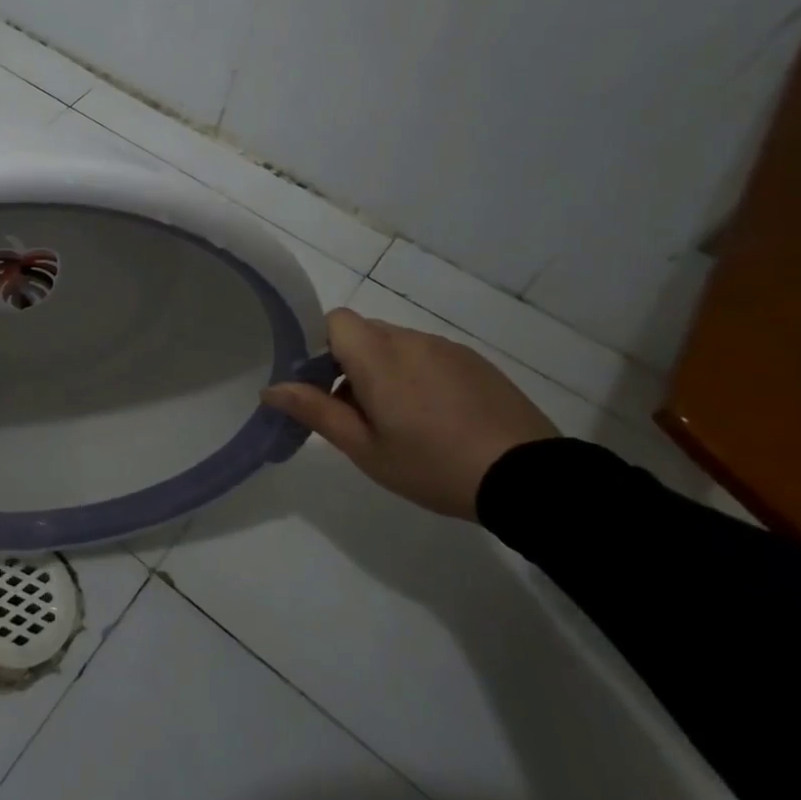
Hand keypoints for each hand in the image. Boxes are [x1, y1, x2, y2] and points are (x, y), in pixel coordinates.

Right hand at [261, 307, 557, 519]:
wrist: (529, 479)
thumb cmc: (433, 464)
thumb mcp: (364, 448)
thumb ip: (315, 412)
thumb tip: (270, 389)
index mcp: (378, 356)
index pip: (335, 320)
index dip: (321, 346)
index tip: (324, 386)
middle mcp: (410, 340)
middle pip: (364, 333)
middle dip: (350, 364)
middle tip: (358, 414)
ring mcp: (447, 349)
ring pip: (397, 346)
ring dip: (385, 371)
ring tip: (402, 422)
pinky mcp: (477, 363)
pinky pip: (430, 357)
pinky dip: (419, 377)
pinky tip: (437, 419)